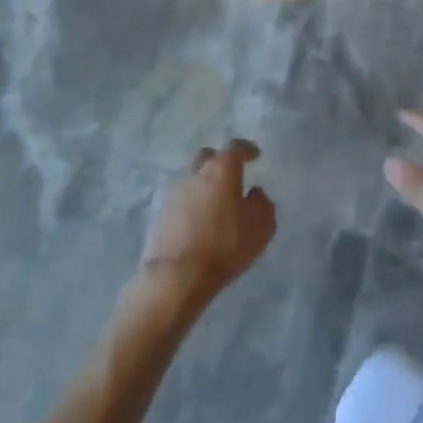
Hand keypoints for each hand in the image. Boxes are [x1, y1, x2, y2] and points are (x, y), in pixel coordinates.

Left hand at [137, 139, 276, 309]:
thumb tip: (254, 193)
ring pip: (193, 180)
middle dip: (220, 162)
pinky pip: (181, 202)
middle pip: (207, 157)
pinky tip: (200, 223)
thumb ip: (262, 204)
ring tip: (216, 206)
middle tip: (231, 176)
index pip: (234, 148)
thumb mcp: (261, 226)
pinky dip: (192, 207)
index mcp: (221, 170)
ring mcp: (174, 194)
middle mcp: (195, 174)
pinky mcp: (160, 214)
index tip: (254, 155)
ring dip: (205, 187)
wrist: (178, 275)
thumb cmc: (225, 245)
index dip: (246, 149)